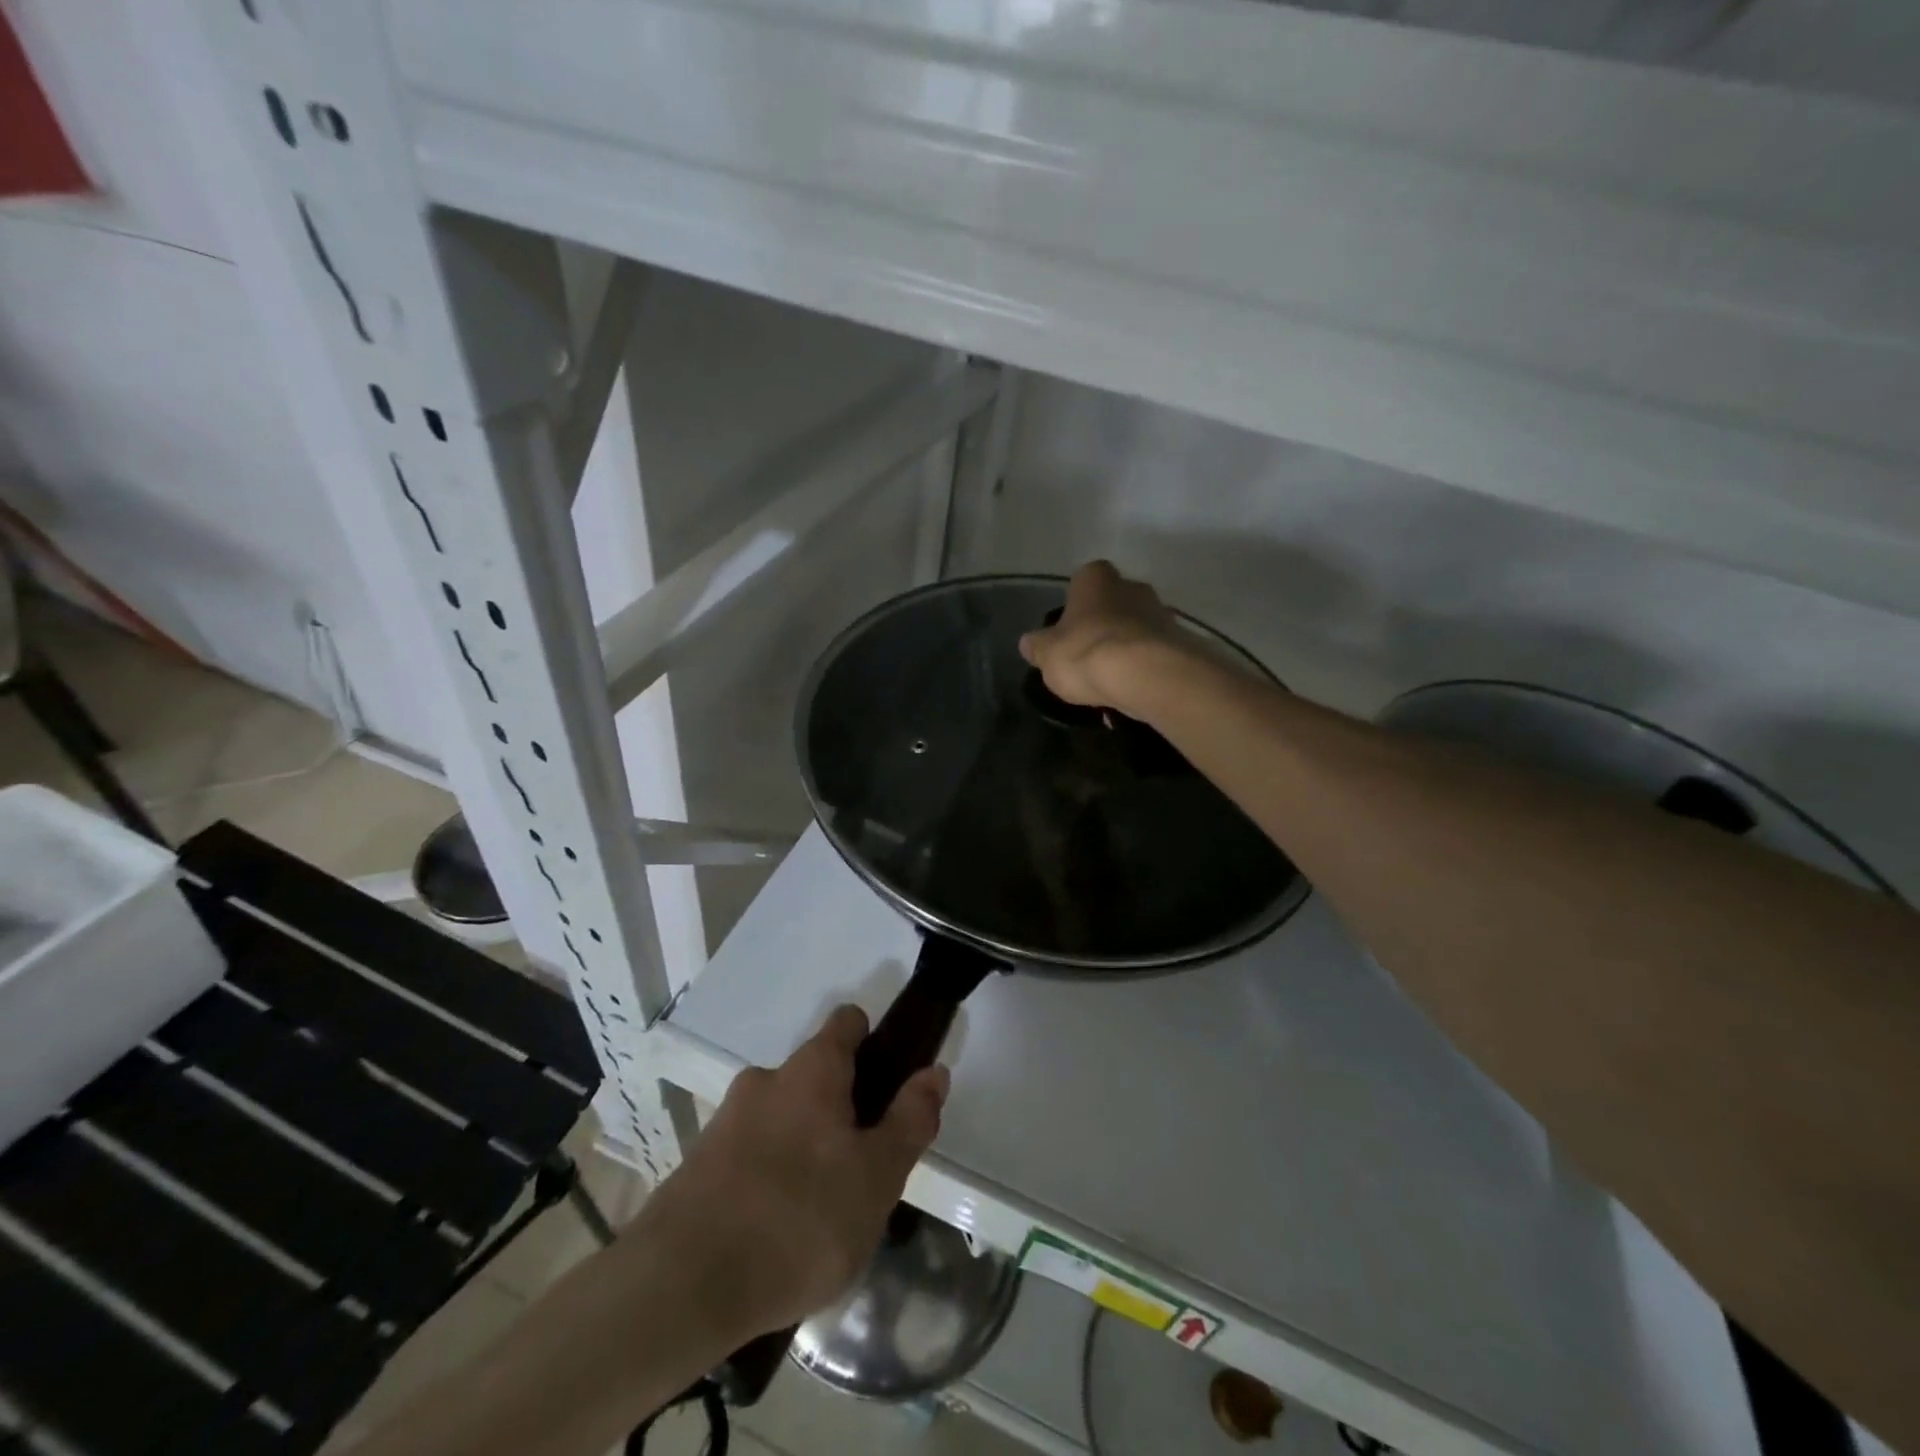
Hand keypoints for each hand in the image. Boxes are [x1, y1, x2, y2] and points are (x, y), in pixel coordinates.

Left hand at [628, 1006, 949, 1340]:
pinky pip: (751, 1156)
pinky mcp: (698, 1166)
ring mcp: (726, 1122)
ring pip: (783, 1119)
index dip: (873, 1039)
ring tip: (822, 1211)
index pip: (847, 1022)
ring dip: (805, 1146)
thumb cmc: (799, 1219)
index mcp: (812, 1070)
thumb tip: (934, 1071)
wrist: (681, 1287)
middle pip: (816, 1076)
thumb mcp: (878, 1176)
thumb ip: (910, 1120)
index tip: (890, 1078)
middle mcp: (767, 1080)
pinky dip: (771, 1177)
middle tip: (863, 1167)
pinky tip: (779, 1232)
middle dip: (842, 1109)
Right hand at [1019, 560, 1178, 708]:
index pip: (1083, 580)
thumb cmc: (1086, 653)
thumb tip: (1028, 643)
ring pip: (1137, 629)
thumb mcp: (1046, 654)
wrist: (1146, 675)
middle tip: (1088, 657)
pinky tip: (1131, 693)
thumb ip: (1037, 646)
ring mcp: (1161, 613)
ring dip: (1126, 649)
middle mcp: (1132, 586)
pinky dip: (1143, 669)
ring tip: (1110, 683)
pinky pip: (1154, 654)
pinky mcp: (1180, 642)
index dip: (1075, 606)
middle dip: (1103, 626)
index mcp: (1096, 578)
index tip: (1069, 631)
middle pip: (1114, 603)